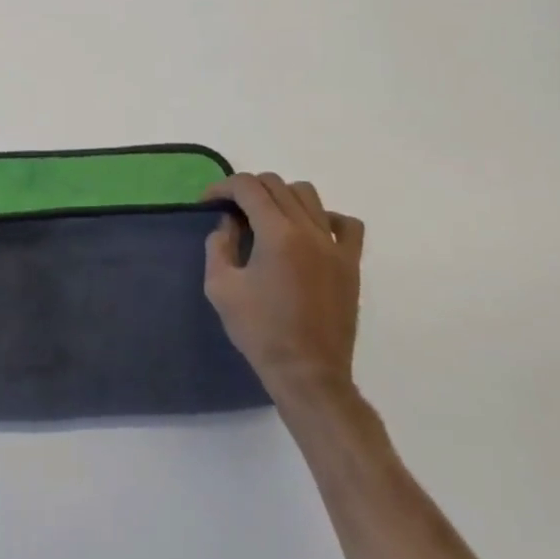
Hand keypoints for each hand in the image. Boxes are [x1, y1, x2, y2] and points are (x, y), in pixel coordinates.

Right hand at [203, 174, 364, 406]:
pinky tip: (308, 233)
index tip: (208, 203)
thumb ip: (219, 245)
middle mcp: (309, 230)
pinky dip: (324, 218)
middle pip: (276, 185)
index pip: (248, 187)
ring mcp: (335, 246)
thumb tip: (229, 222)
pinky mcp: (351, 264)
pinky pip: (345, 224)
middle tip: (231, 211)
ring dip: (281, 197)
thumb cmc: (260, 331)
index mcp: (277, 234)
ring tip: (267, 219)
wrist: (308, 373)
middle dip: (248, 190)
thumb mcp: (220, 287)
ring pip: (309, 196)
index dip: (222, 187)